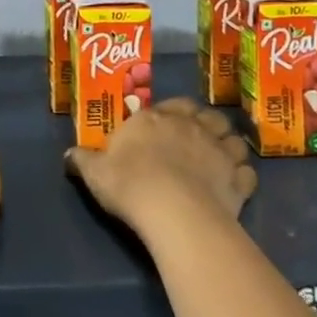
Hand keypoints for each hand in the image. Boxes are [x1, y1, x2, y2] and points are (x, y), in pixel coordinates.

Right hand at [65, 97, 256, 235]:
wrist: (172, 211)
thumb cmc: (129, 183)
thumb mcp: (95, 172)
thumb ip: (83, 160)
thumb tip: (69, 154)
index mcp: (154, 118)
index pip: (170, 105)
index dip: (172, 114)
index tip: (165, 126)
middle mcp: (190, 126)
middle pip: (207, 115)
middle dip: (205, 123)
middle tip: (196, 137)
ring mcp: (218, 151)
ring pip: (233, 139)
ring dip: (228, 146)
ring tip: (220, 158)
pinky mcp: (237, 180)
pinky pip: (247, 173)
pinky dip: (243, 176)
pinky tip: (234, 184)